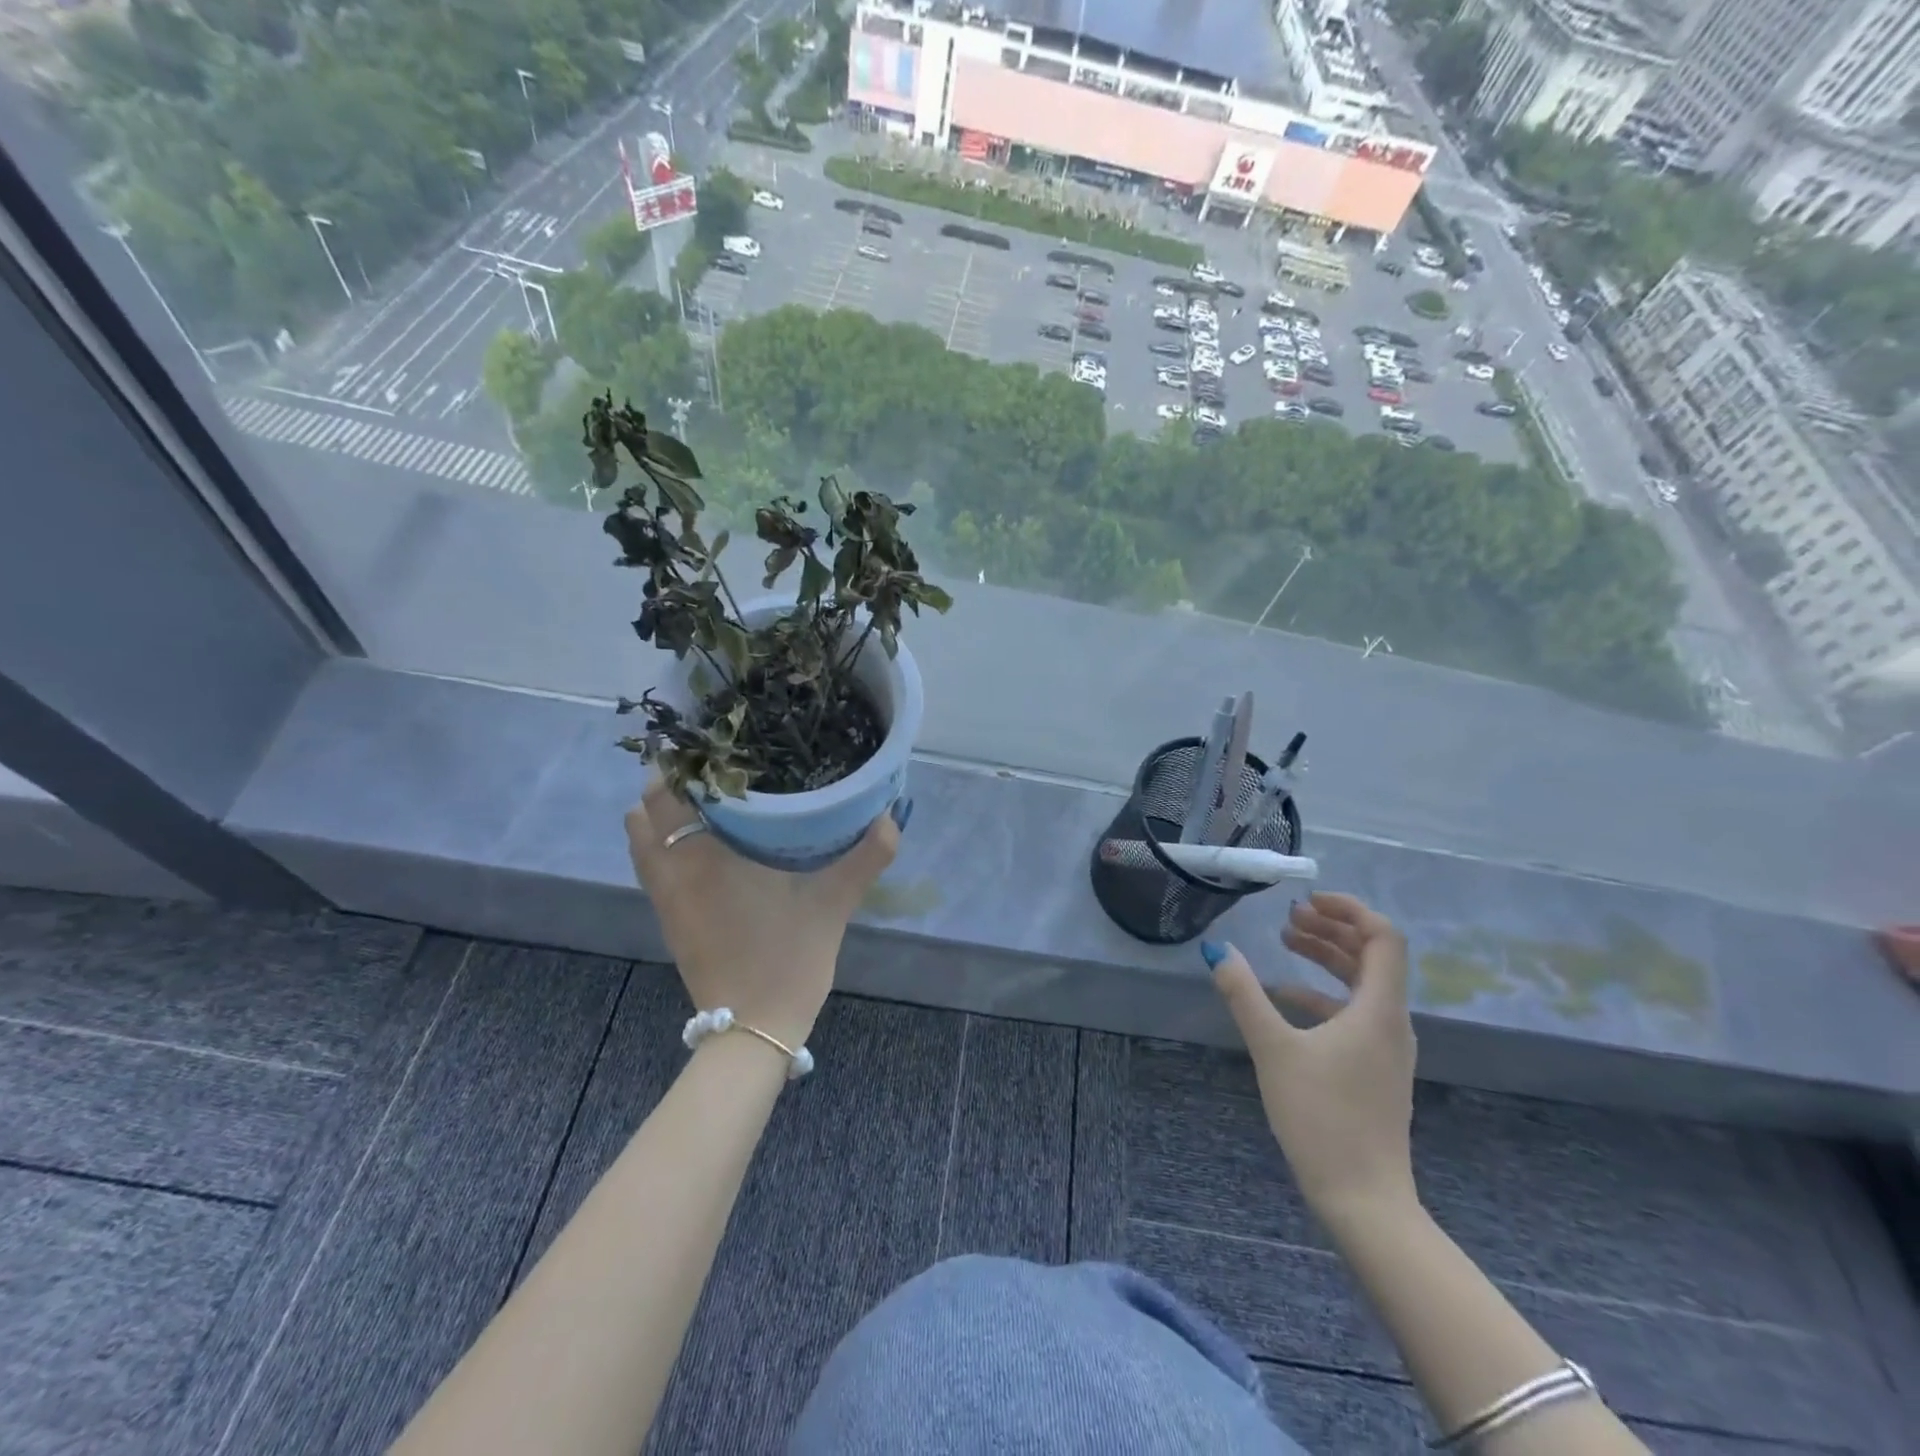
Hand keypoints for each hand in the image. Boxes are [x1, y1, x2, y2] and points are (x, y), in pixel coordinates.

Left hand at [624, 779, 904, 1049]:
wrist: (754, 1029)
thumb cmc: (787, 959)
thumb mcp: (833, 904)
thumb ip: (865, 858)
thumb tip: (892, 817)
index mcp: (704, 861)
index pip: (667, 796)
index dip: (679, 764)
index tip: (707, 743)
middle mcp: (673, 874)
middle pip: (644, 813)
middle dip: (668, 785)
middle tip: (712, 767)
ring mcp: (665, 901)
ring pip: (642, 843)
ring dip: (661, 816)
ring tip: (704, 798)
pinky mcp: (669, 922)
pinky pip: (652, 867)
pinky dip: (663, 845)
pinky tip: (705, 844)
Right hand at [1206, 893, 1418, 1230]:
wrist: (1363, 1199)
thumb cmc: (1321, 1118)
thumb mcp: (1273, 1049)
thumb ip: (1244, 995)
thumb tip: (1217, 949)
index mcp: (1378, 1010)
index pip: (1383, 938)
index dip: (1350, 910)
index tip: (1309, 900)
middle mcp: (1391, 1022)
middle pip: (1373, 957)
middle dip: (1332, 929)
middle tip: (1290, 916)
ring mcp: (1386, 1048)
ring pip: (1364, 984)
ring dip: (1328, 958)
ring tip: (1287, 942)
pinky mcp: (1376, 1069)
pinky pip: (1355, 1012)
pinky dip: (1324, 993)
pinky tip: (1287, 997)